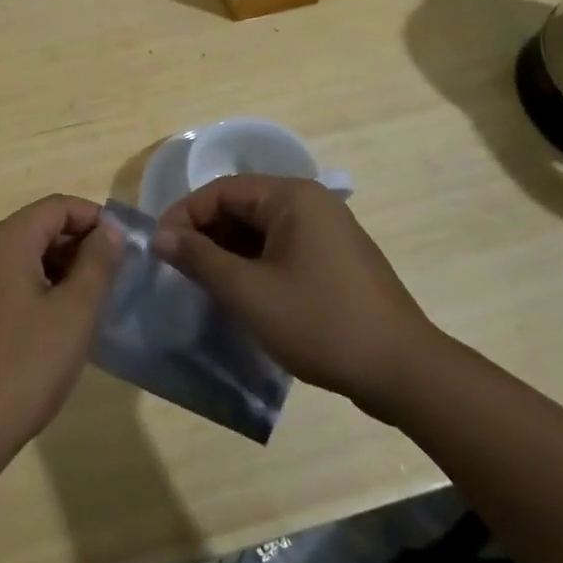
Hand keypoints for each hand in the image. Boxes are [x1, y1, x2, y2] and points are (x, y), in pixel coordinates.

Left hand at [0, 195, 123, 474]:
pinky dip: (34, 287)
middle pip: (37, 228)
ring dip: (58, 269)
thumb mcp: (74, 313)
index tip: (125, 250)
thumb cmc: (24, 367)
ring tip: (88, 305)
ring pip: (21, 256)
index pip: (57, 206)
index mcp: (4, 240)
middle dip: (78, 246)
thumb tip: (110, 228)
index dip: (95, 219)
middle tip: (112, 281)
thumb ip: (97, 263)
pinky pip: (4, 280)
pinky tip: (54, 324)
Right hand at [154, 176, 443, 421]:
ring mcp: (327, 231)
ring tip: (201, 282)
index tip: (158, 249)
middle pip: (241, 206)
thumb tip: (161, 237)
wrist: (404, 372)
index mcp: (292, 197)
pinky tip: (239, 292)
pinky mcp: (335, 259)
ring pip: (260, 229)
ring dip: (227, 251)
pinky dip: (253, 263)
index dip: (184, 215)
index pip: (221, 191)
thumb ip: (200, 258)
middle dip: (204, 234)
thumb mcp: (249, 292)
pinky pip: (281, 248)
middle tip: (176, 268)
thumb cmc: (320, 322)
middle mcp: (311, 203)